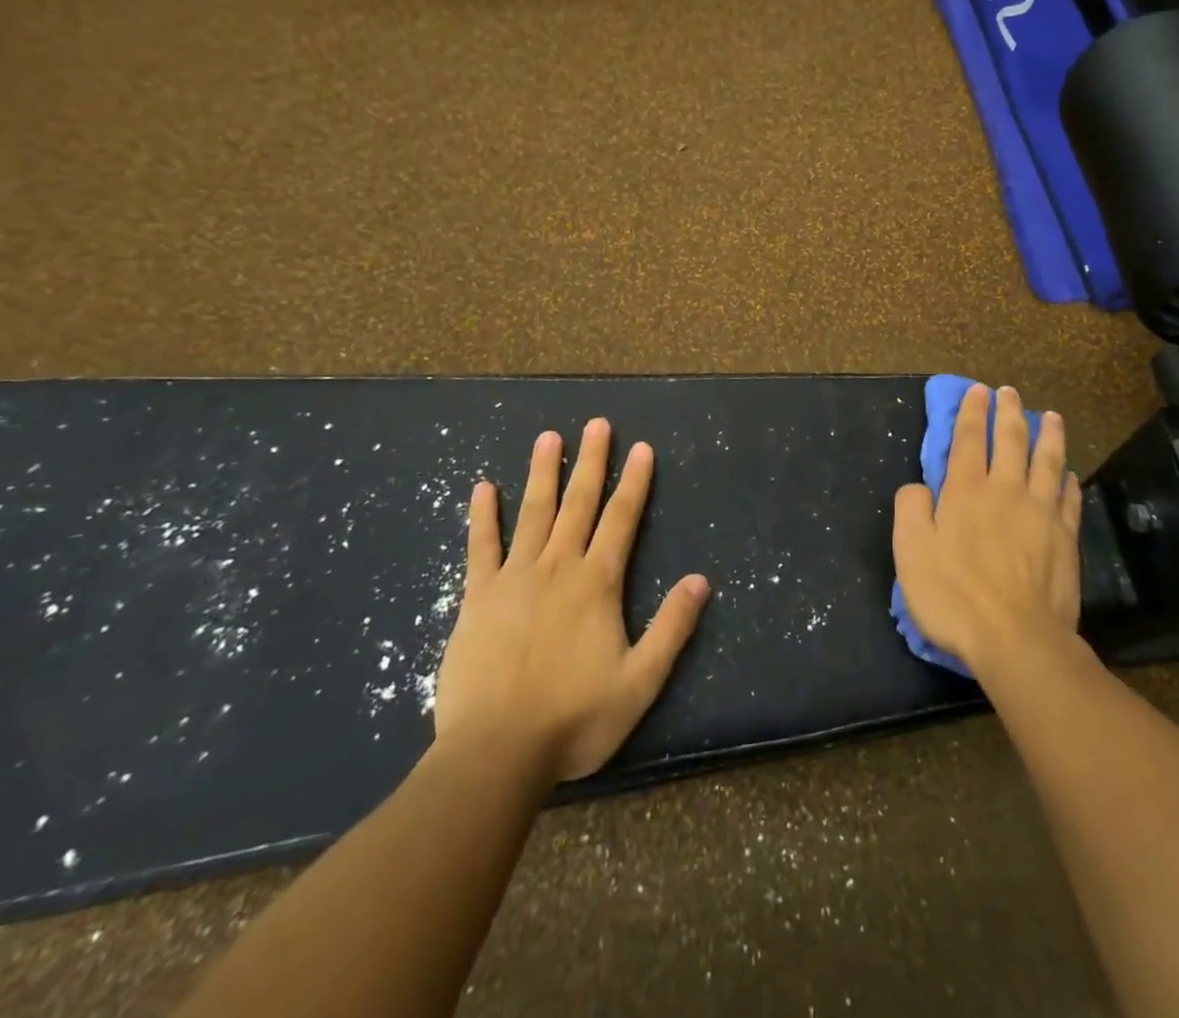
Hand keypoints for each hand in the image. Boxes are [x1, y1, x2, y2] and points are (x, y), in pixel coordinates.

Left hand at [432, 419, 710, 782]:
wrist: (495, 753)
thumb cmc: (574, 719)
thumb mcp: (640, 681)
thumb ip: (672, 627)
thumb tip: (701, 579)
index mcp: (598, 583)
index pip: (622, 519)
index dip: (634, 481)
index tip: (641, 447)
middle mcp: (558, 567)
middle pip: (579, 503)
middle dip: (591, 461)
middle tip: (597, 423)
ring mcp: (514, 578)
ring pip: (533, 513)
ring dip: (542, 473)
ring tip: (548, 437)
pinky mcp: (477, 598)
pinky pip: (481, 547)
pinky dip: (484, 516)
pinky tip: (483, 487)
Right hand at [892, 384, 1082, 677]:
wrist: (1018, 640)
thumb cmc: (955, 597)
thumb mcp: (911, 553)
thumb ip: (911, 510)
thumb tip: (918, 487)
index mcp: (966, 491)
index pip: (968, 439)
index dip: (971, 412)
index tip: (977, 391)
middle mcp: (1006, 491)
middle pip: (1010, 440)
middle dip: (1008, 411)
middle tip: (1009, 392)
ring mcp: (1041, 513)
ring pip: (1047, 461)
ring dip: (1048, 435)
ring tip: (1050, 416)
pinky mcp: (1066, 538)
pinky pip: (1069, 498)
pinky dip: (1068, 480)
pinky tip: (1069, 473)